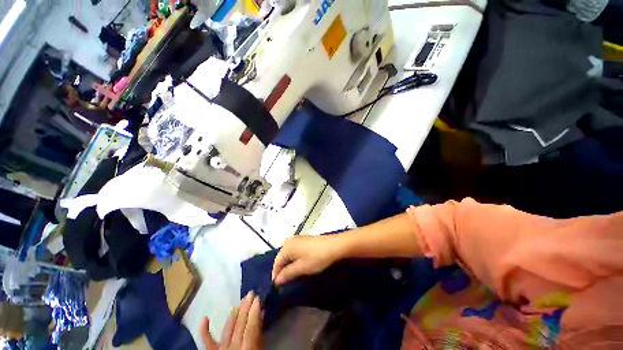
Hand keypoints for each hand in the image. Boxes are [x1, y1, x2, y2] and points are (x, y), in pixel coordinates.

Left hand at [201, 291, 262, 349]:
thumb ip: (259, 338)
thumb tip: (260, 318)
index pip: (251, 328)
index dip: (254, 312)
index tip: (258, 298)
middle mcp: (232, 349)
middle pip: (240, 325)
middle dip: (246, 307)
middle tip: (250, 293)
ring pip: (227, 329)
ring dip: (234, 314)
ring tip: (240, 301)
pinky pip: (207, 342)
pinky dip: (204, 330)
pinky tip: (204, 318)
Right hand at [271, 235, 344, 285]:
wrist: (333, 245)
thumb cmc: (316, 257)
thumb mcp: (301, 268)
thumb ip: (287, 274)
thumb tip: (276, 280)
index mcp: (286, 247)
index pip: (276, 263)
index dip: (276, 275)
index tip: (277, 287)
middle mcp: (289, 241)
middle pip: (281, 258)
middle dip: (282, 270)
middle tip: (285, 282)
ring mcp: (297, 239)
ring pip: (288, 254)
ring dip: (288, 265)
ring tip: (292, 275)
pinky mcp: (303, 240)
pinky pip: (294, 251)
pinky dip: (294, 259)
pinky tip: (299, 265)